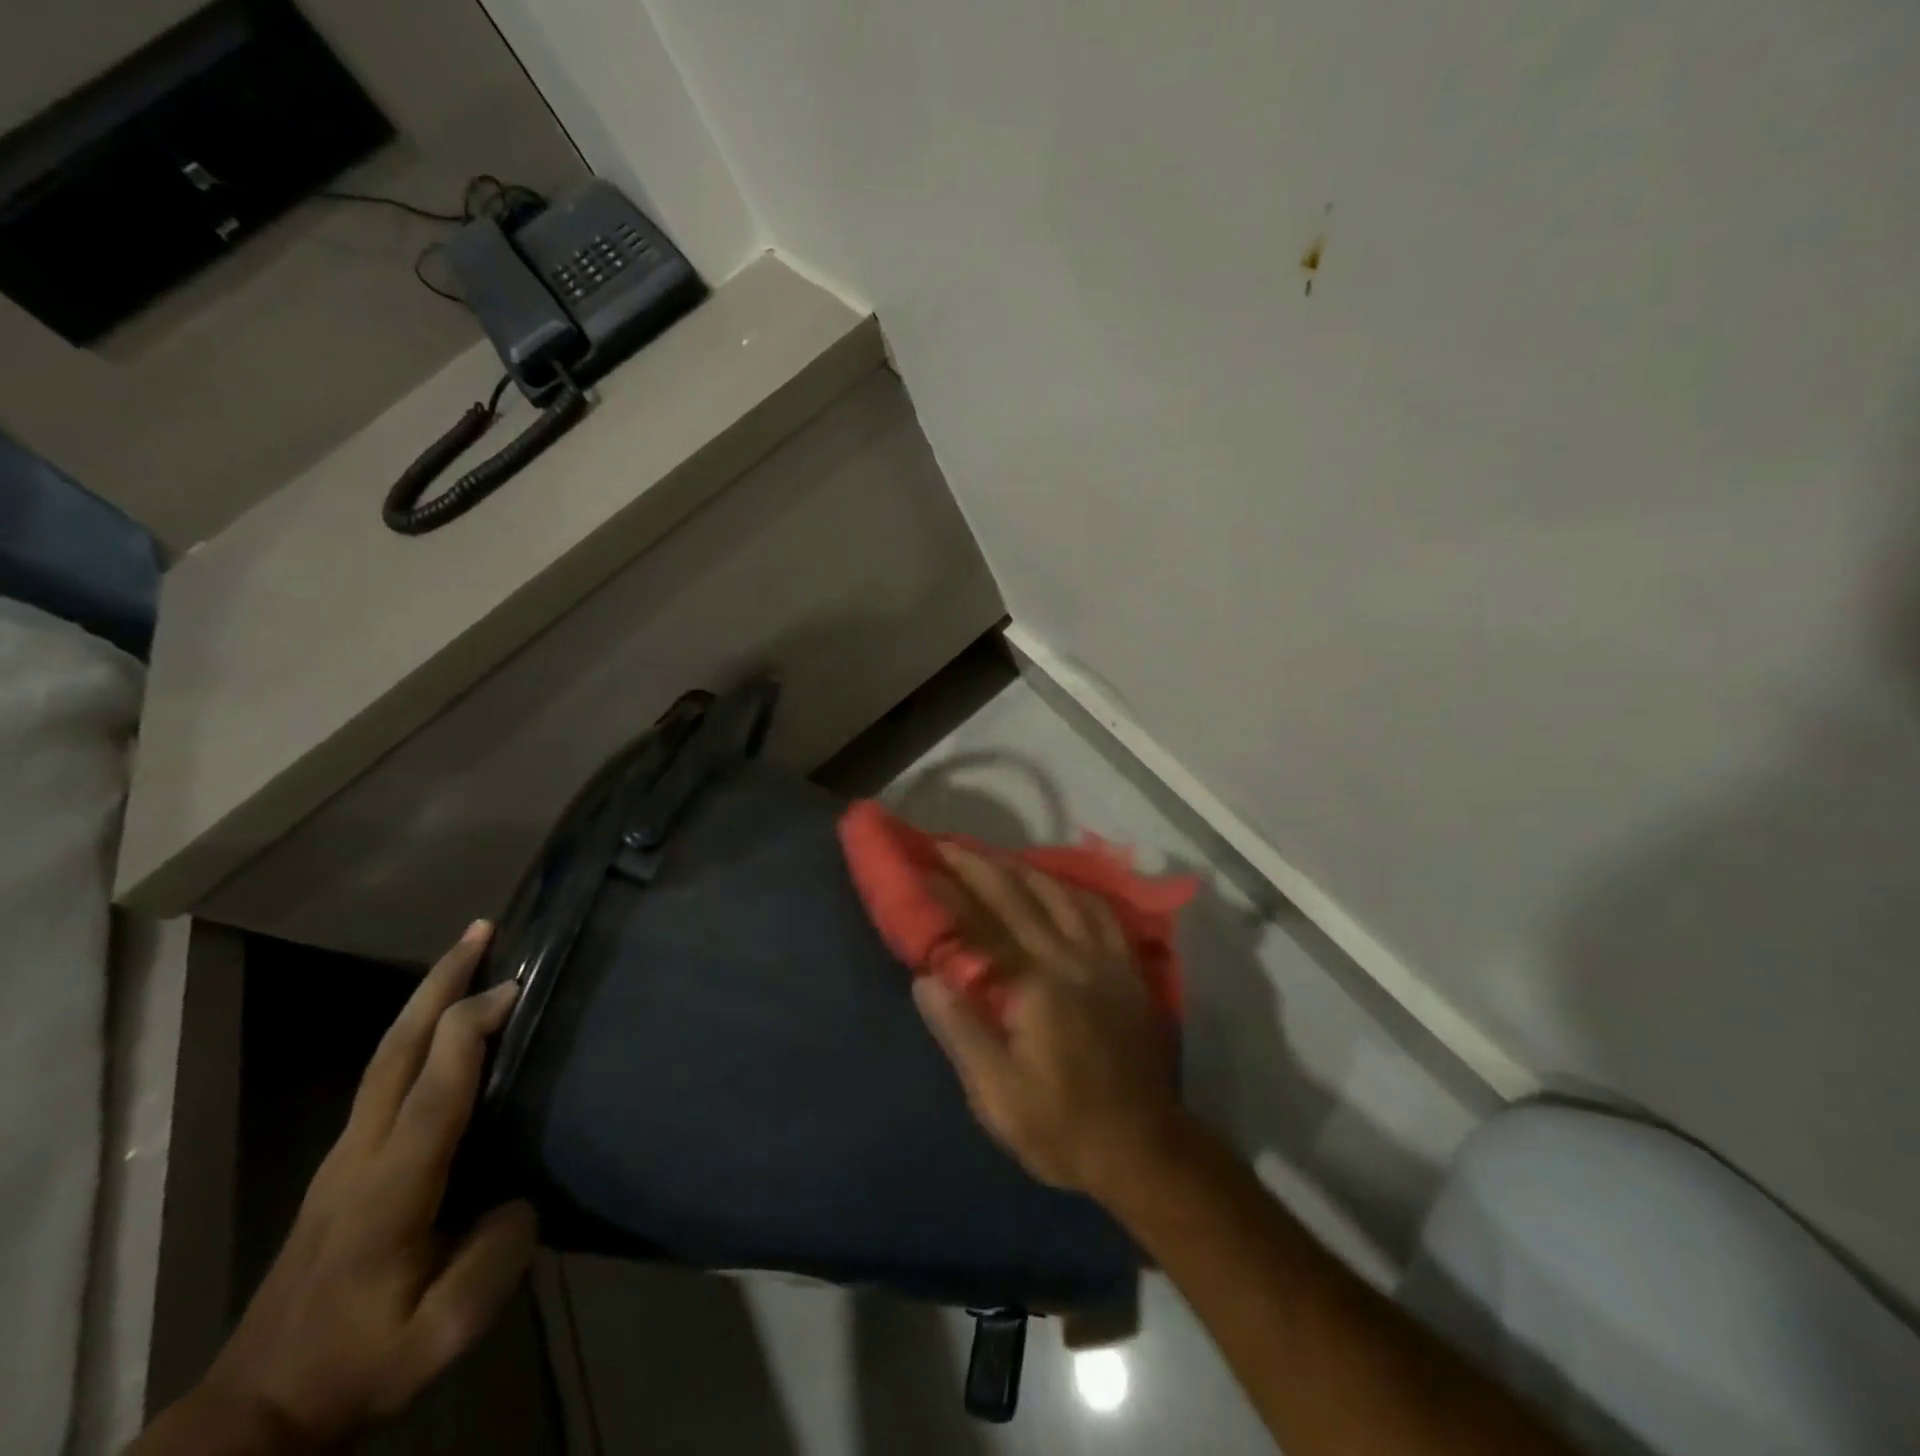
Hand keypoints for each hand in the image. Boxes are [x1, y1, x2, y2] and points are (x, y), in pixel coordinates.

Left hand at [180, 924, 535, 1450]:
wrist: (260, 1407)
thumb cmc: (361, 1362)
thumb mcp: (445, 1329)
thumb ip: (497, 1251)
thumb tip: (522, 1191)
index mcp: (391, 1188)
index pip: (434, 1089)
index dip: (472, 1028)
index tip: (515, 985)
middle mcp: (361, 1154)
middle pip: (397, 1048)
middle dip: (441, 982)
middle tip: (482, 929)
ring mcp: (345, 1154)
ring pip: (386, 1054)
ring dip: (429, 996)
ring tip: (471, 954)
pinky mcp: (344, 1161)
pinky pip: (385, 1075)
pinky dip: (420, 1030)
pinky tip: (446, 1023)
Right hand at [914, 843, 1184, 1198]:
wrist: (1143, 1149)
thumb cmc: (1061, 1127)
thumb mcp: (998, 1097)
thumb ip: (962, 1031)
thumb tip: (925, 977)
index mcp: (1035, 988)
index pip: (980, 927)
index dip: (947, 893)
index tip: (920, 866)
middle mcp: (1071, 959)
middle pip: (1018, 896)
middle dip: (977, 864)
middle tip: (945, 843)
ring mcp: (1104, 959)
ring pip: (1060, 893)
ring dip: (1021, 867)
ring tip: (992, 856)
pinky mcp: (1127, 968)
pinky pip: (1099, 911)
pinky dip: (1071, 889)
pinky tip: (1057, 885)